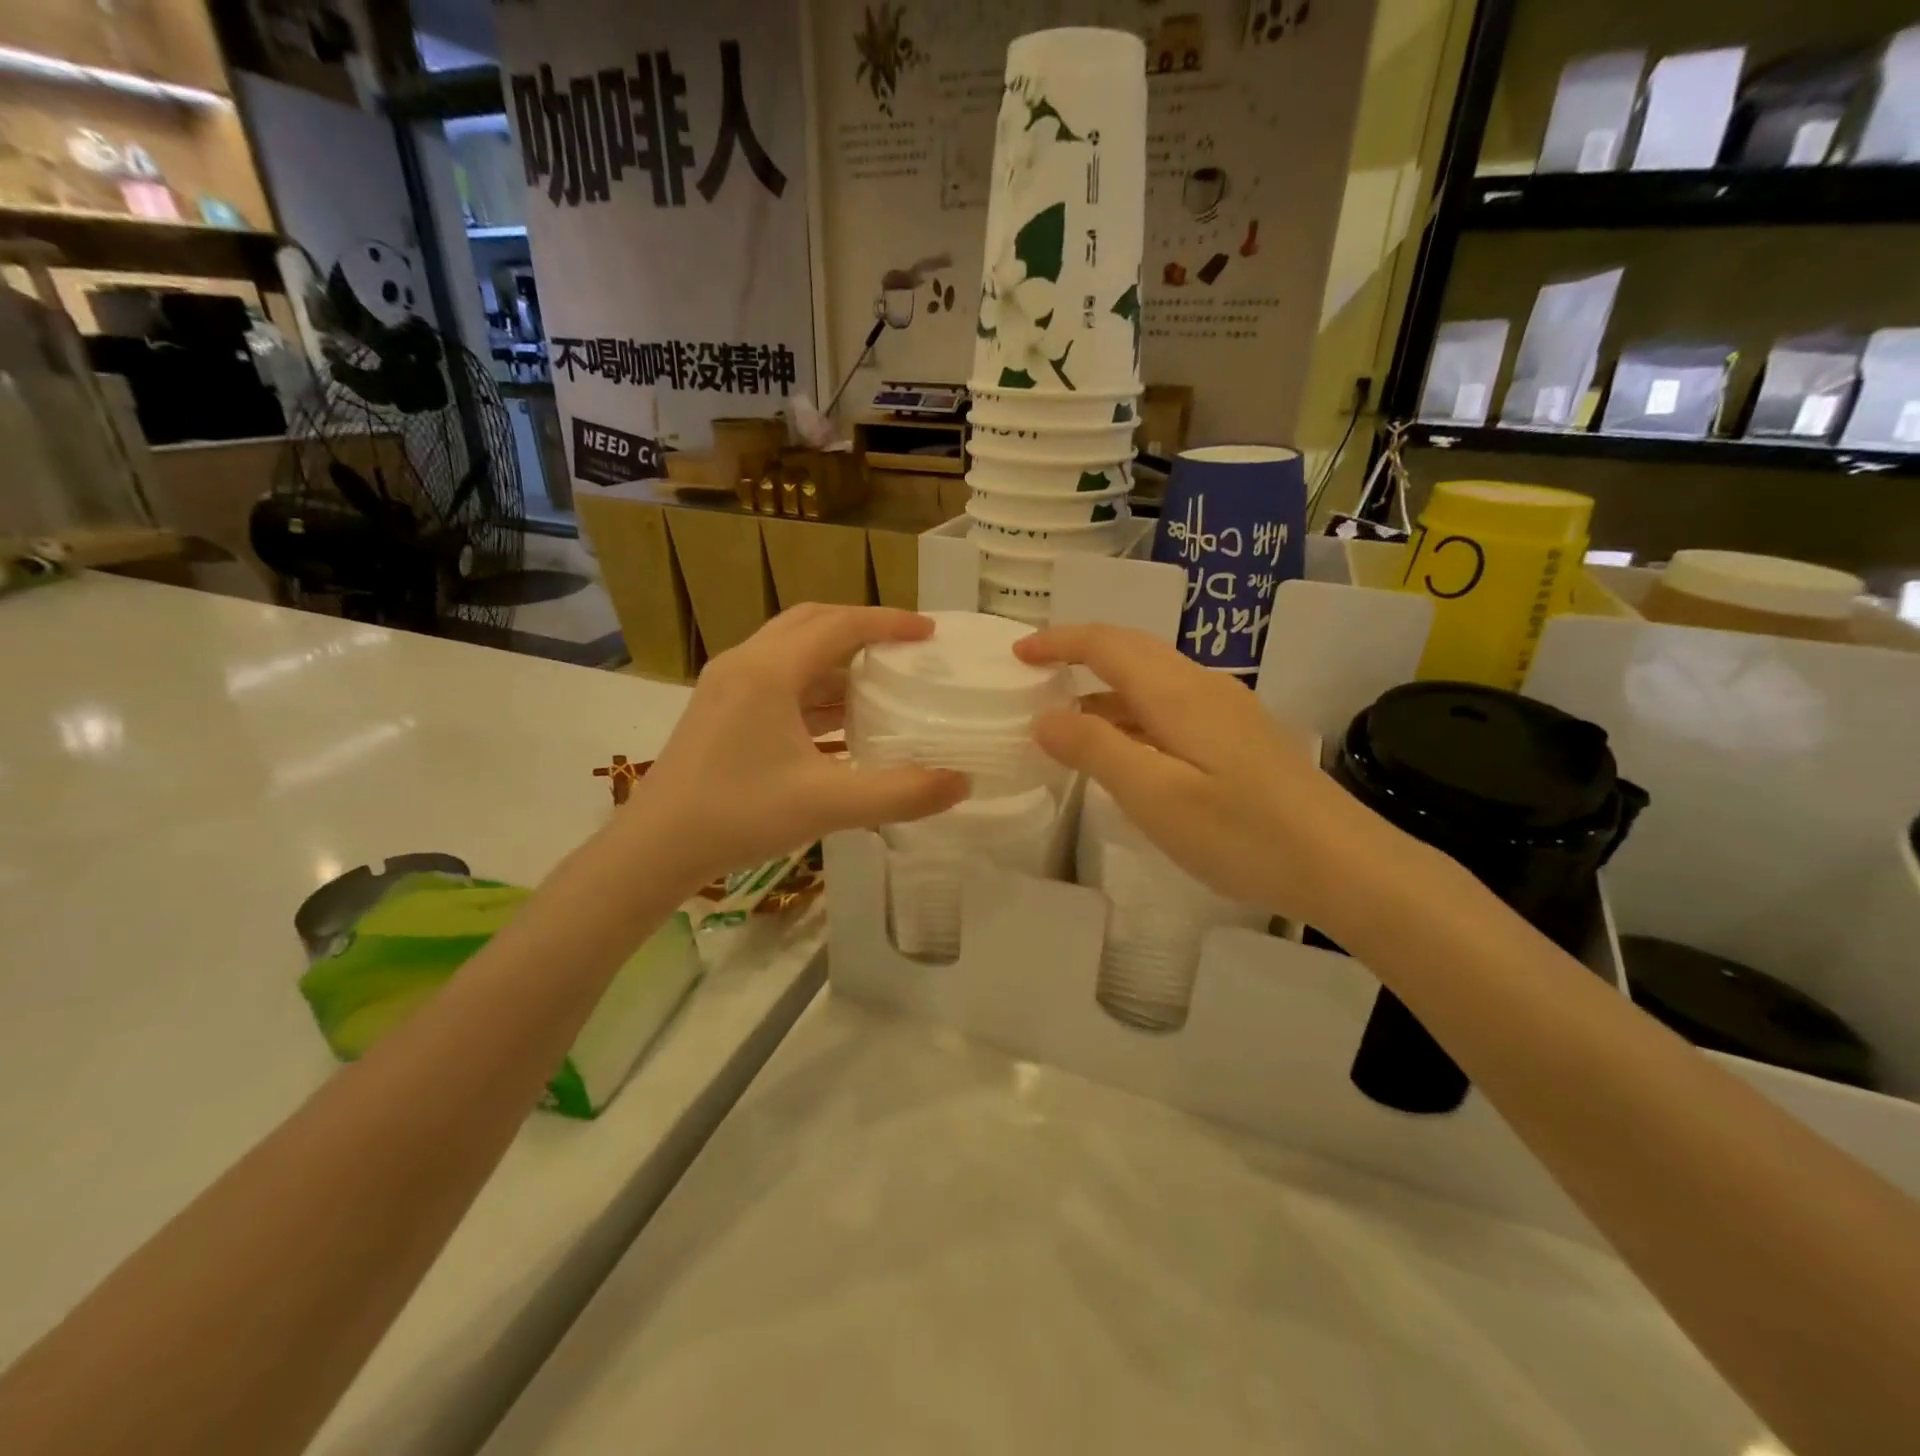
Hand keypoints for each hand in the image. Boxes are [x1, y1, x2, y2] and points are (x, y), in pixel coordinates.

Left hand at [631, 605, 967, 885]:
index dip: (889, 623)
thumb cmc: (739, 815)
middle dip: (861, 628)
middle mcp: (746, 662)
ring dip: (836, 660)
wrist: (656, 846)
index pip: (840, 625)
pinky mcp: (719, 707)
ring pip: (791, 650)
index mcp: (769, 671)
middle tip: (903, 647)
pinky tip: (839, 721)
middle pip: (812, 623)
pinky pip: (776, 678)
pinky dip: (812, 687)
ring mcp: (727, 684)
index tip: (929, 633)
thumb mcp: (828, 805)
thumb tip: (961, 783)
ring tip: (880, 682)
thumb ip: (900, 794)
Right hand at [1015, 624, 1432, 932]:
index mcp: (1177, 692)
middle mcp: (1203, 687)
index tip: (1017, 654)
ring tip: (1066, 721)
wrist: (1343, 865)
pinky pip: (1172, 706)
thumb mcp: (1154, 796)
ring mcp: (1227, 710)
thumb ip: (1095, 750)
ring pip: (1153, 680)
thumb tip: (1044, 717)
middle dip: (1079, 654)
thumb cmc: (1241, 833)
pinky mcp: (1241, 736)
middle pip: (1132, 651)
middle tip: (1035, 676)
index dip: (1058, 642)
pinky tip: (1125, 751)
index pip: (1106, 644)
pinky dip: (1133, 715)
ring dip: (1105, 689)